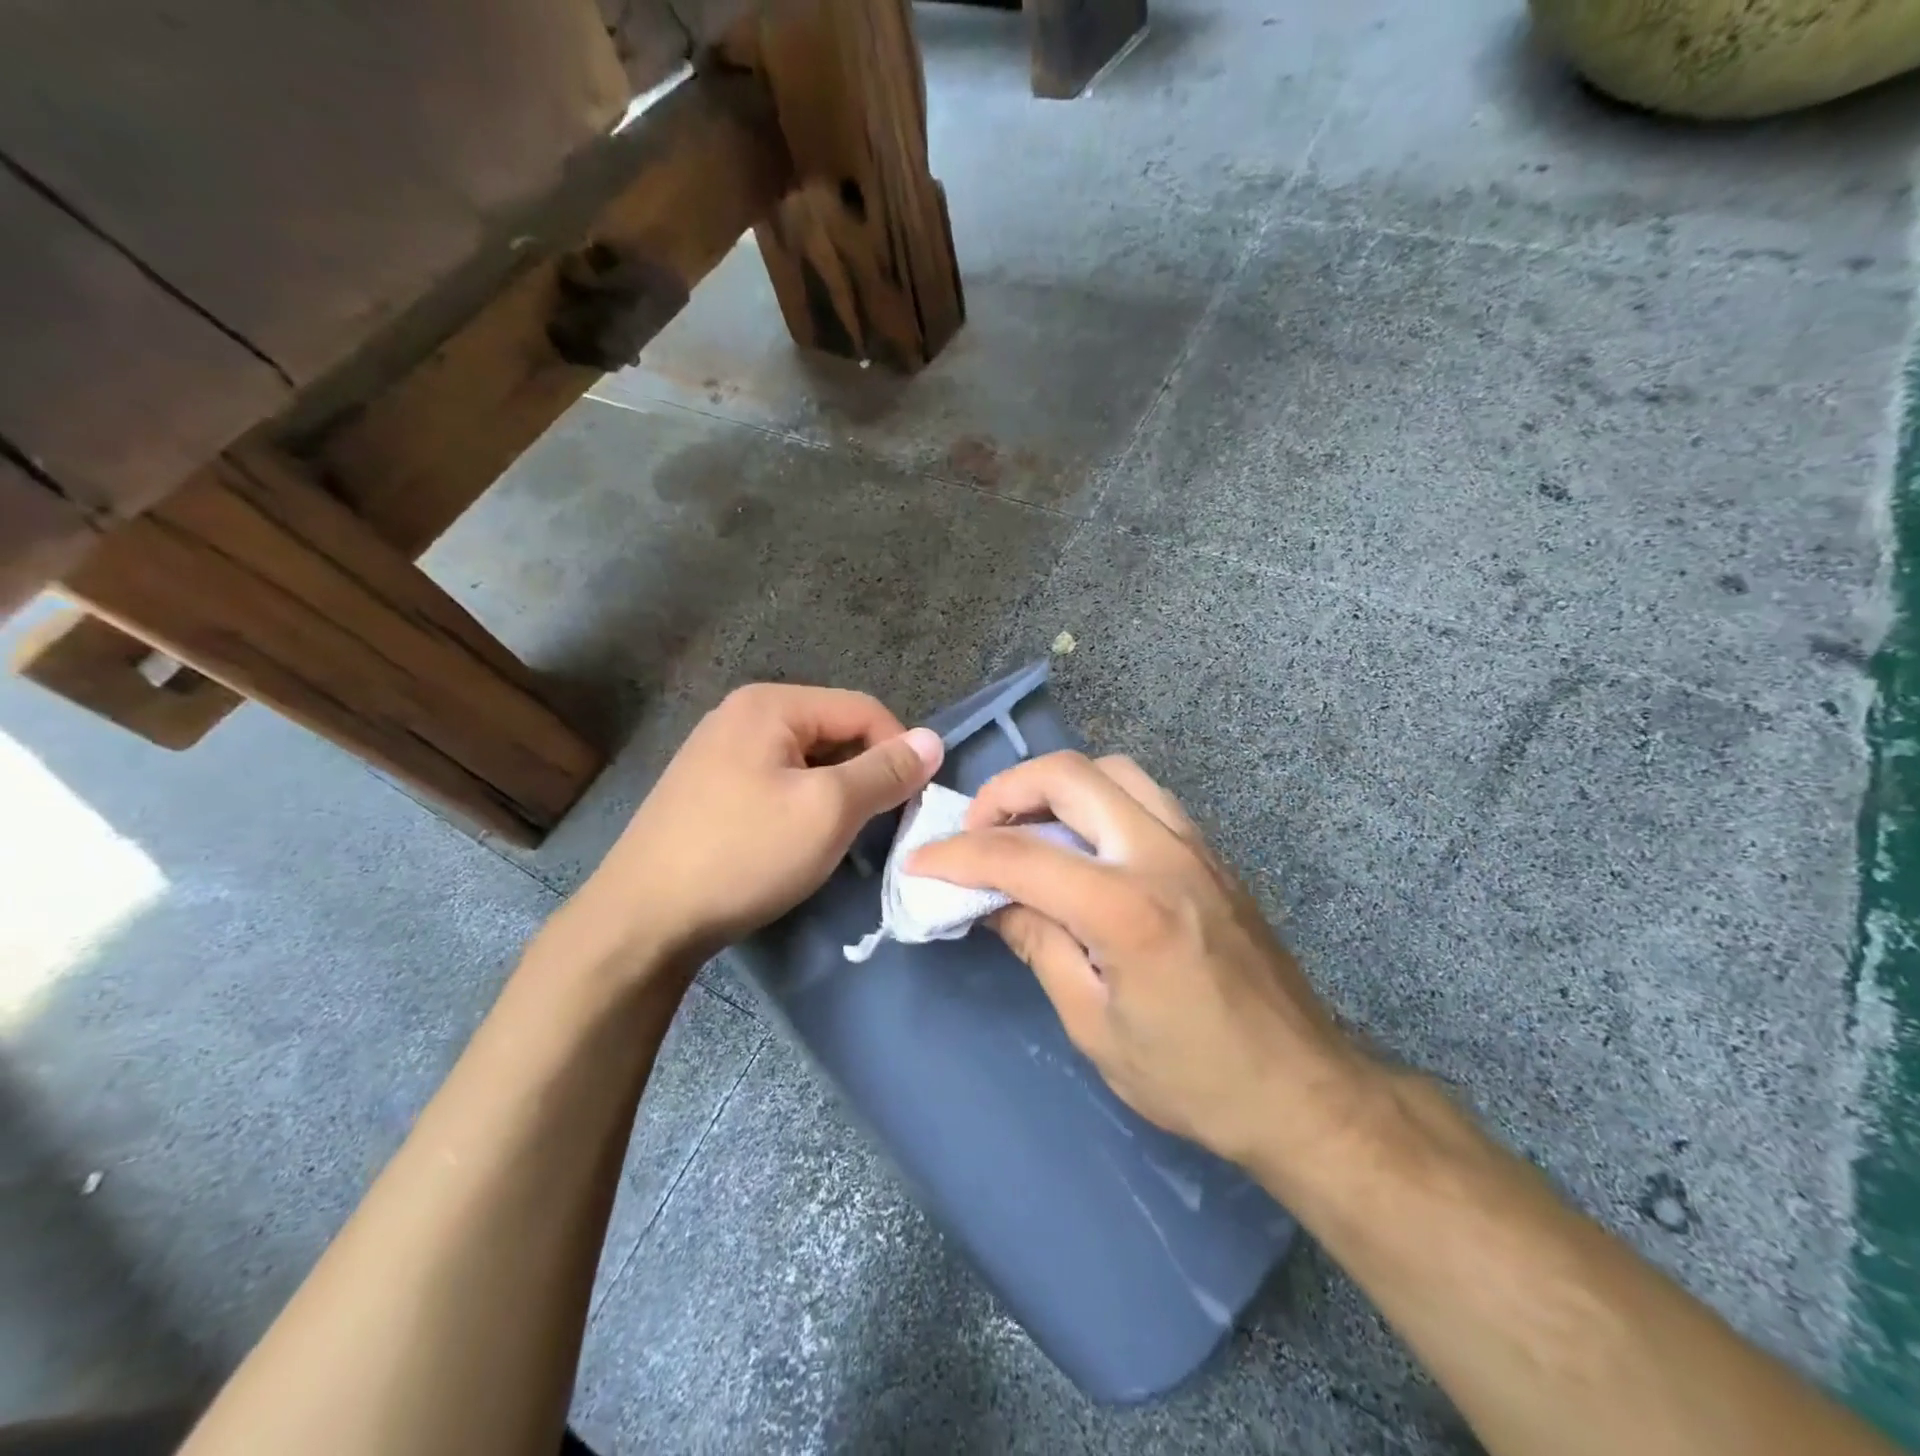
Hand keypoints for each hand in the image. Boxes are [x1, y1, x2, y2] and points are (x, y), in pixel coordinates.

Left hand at [554, 684, 942, 979]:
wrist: (643, 919)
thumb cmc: (744, 854)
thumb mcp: (828, 810)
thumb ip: (885, 771)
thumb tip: (934, 740)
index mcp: (770, 704)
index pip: (863, 709)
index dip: (898, 751)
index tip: (911, 803)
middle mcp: (742, 713)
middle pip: (834, 732)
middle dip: (864, 775)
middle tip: (875, 827)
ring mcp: (719, 750)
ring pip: (807, 761)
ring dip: (835, 794)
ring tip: (837, 838)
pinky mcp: (708, 787)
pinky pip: (777, 781)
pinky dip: (801, 805)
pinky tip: (795, 842)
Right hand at [910, 751, 1374, 1171]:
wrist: (1302, 1089)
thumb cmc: (1192, 1077)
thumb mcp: (1093, 1025)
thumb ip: (1039, 945)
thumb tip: (992, 901)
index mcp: (1127, 908)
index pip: (1020, 856)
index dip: (958, 856)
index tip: (921, 863)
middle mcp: (1162, 854)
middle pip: (1070, 775)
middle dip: (1006, 791)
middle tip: (977, 832)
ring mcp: (1195, 846)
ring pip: (1112, 771)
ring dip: (1057, 786)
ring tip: (1028, 829)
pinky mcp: (1211, 853)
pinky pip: (1144, 796)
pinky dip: (1098, 800)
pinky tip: (1083, 844)